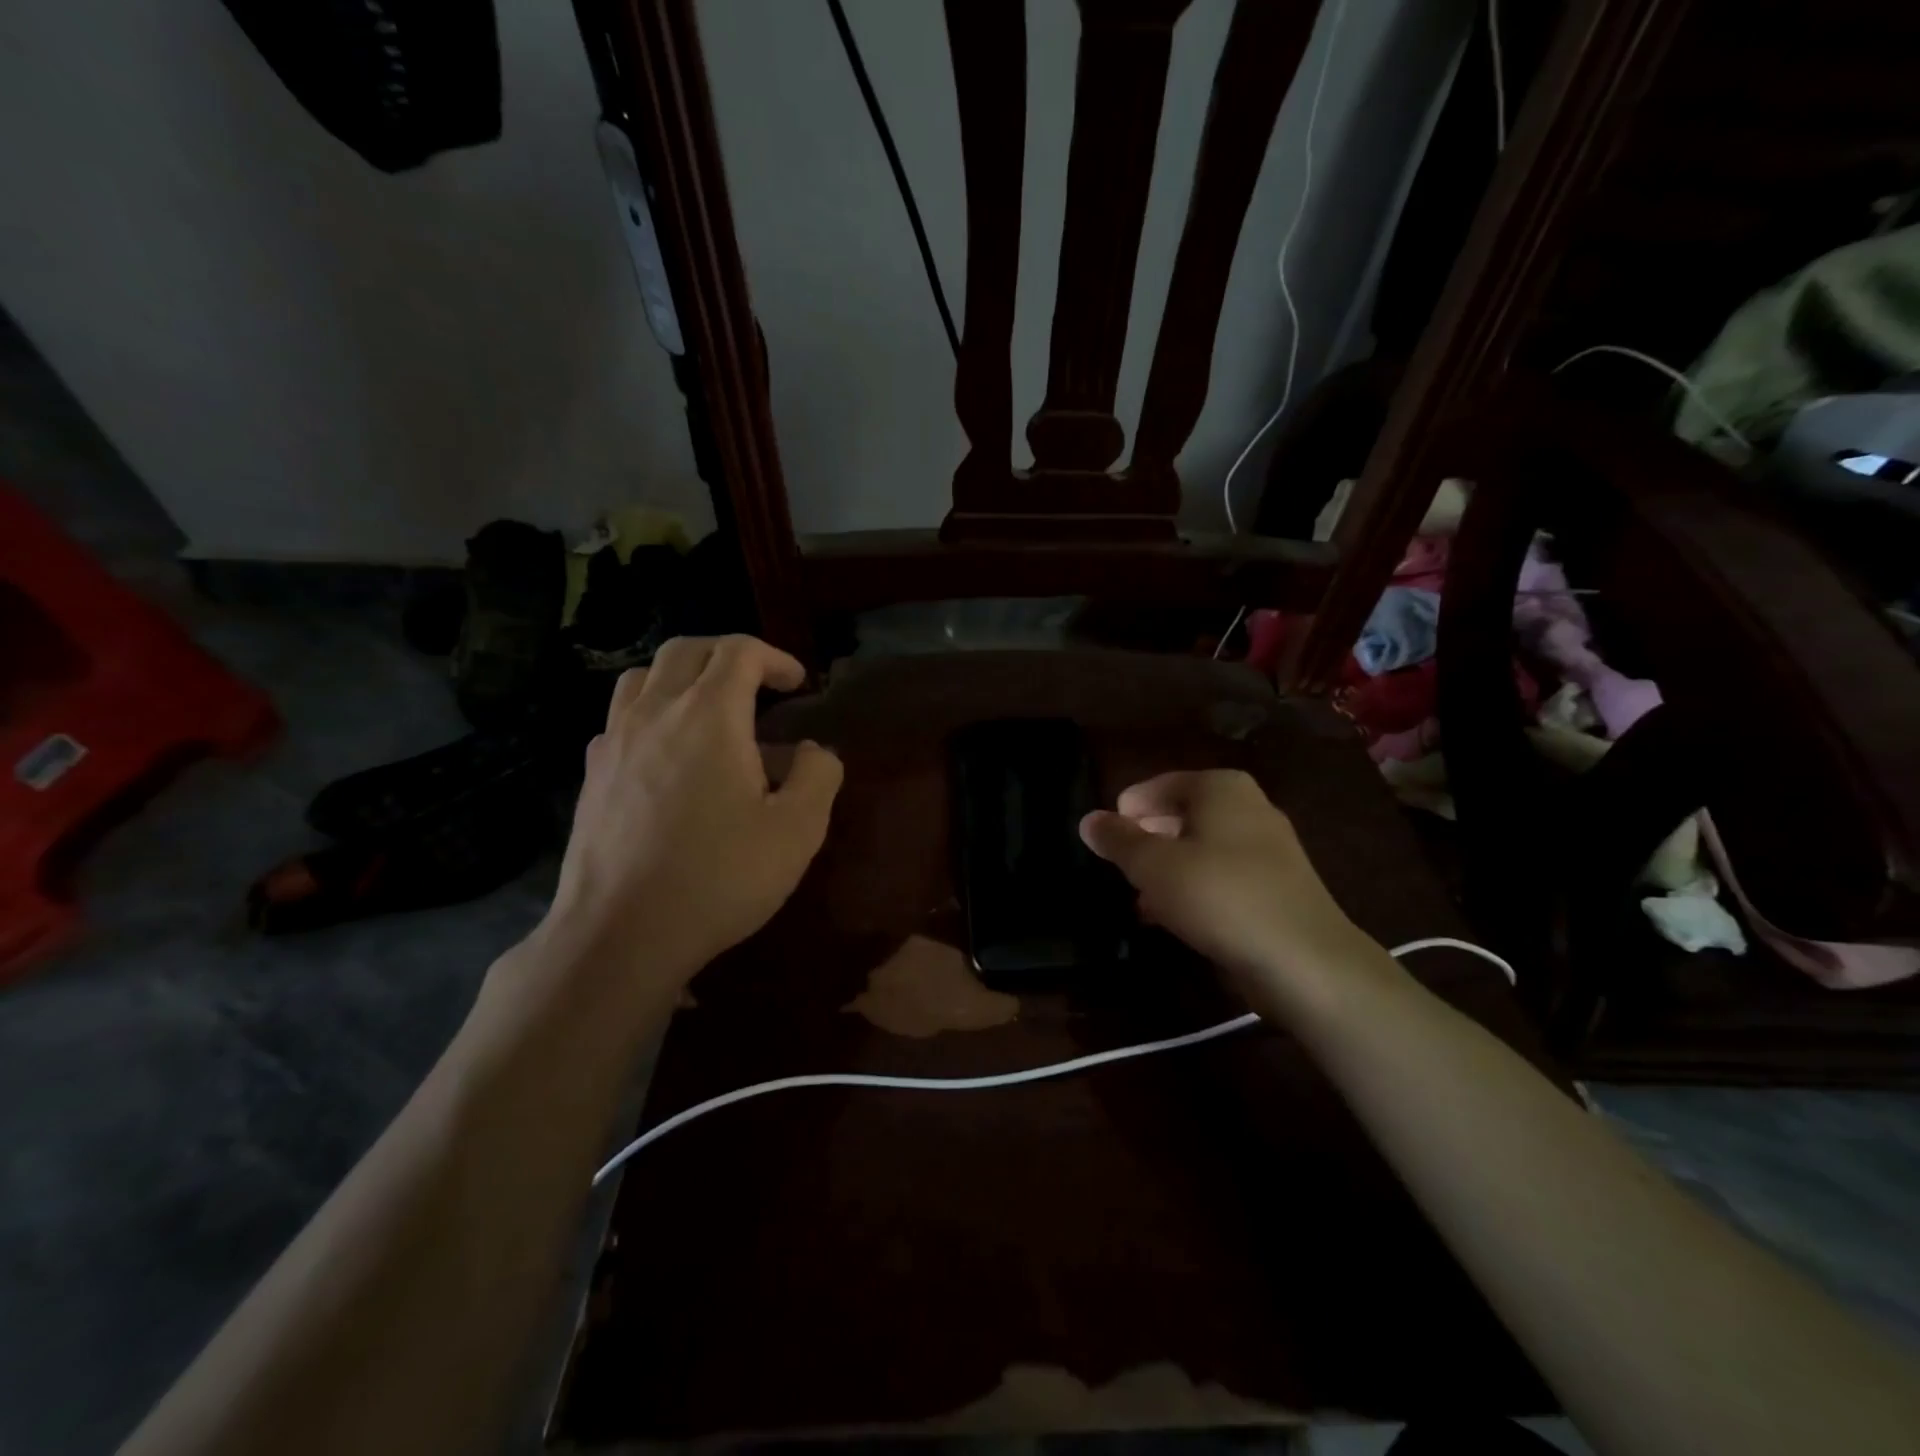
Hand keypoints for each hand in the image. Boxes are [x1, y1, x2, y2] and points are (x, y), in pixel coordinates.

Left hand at [539, 635, 843, 996]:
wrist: (621, 933)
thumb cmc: (719, 877)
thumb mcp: (798, 830)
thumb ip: (819, 776)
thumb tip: (813, 752)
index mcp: (709, 714)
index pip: (739, 651)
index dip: (775, 657)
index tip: (799, 683)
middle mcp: (655, 712)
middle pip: (686, 649)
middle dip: (728, 653)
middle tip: (758, 683)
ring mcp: (615, 741)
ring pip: (642, 676)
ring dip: (682, 676)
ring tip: (709, 708)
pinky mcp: (593, 774)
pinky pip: (620, 718)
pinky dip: (651, 713)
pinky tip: (667, 754)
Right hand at [1079, 770, 1384, 1015]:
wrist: (1304, 960)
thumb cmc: (1219, 896)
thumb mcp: (1153, 866)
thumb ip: (1118, 840)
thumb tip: (1088, 820)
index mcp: (1220, 788)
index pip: (1156, 786)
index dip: (1125, 812)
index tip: (1104, 843)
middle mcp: (1248, 806)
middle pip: (1179, 815)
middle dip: (1146, 841)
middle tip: (1119, 869)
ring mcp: (1268, 847)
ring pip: (1200, 848)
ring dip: (1167, 870)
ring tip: (1139, 899)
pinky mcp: (1277, 885)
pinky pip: (1222, 876)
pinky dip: (1195, 889)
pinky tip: (1174, 918)